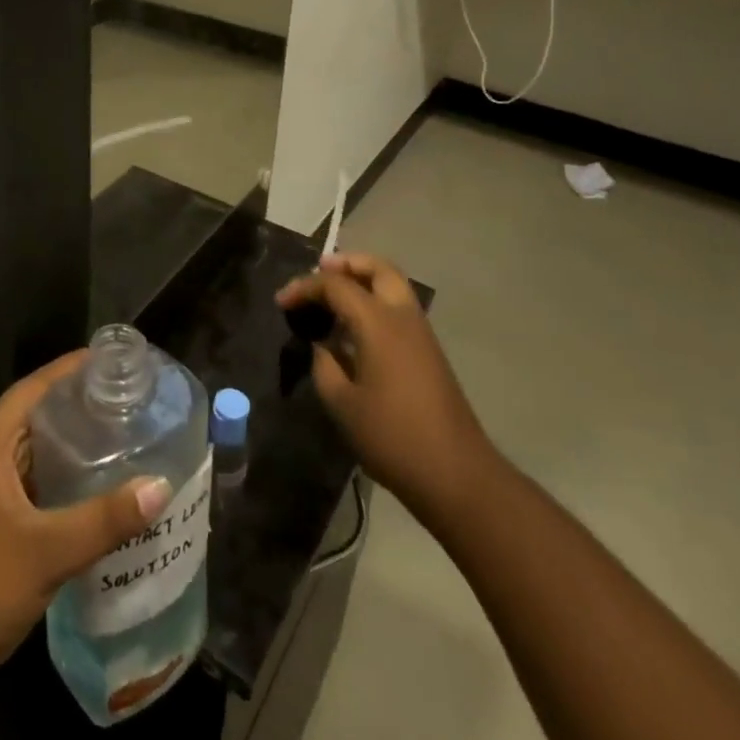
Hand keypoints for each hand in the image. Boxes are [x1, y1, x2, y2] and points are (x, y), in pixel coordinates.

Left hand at [0, 351, 172, 686]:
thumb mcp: (47, 550)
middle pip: (34, 418)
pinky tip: (93, 497)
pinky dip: (59, 485)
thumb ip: (105, 518)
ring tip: (120, 443)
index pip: (33, 387)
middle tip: (127, 403)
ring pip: (32, 456)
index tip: (111, 361)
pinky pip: (29, 488)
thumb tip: (160, 487)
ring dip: (70, 450)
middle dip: (78, 409)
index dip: (70, 370)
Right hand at [275, 254, 496, 532]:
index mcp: (378, 322)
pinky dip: (374, 301)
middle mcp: (402, 316)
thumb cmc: (393, 437)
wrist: (457, 476)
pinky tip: (354, 329)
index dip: (304, 287)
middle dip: (346, 264)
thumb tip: (322, 347)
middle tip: (318, 273)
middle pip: (377, 267)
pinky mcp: (429, 352)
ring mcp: (421, 333)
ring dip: (362, 280)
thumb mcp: (342, 404)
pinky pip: (398, 307)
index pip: (336, 285)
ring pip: (392, 285)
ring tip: (333, 298)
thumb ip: (324, 365)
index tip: (281, 303)